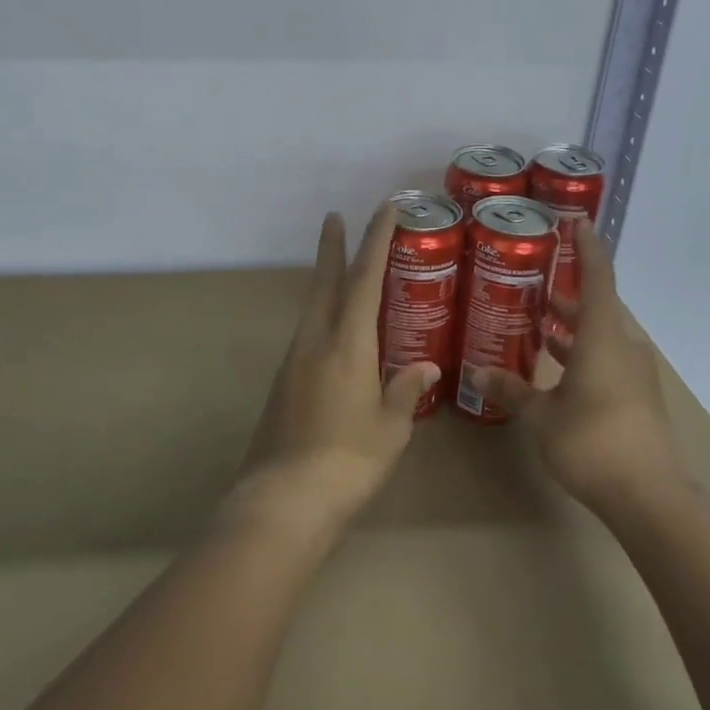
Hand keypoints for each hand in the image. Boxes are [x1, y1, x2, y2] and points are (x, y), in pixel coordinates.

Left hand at [230, 206, 439, 534]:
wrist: (283, 500)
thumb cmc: (348, 460)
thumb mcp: (390, 427)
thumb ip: (406, 390)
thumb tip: (426, 366)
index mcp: (347, 343)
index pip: (364, 279)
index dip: (376, 240)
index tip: (384, 209)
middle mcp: (315, 341)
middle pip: (325, 282)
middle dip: (332, 247)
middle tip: (334, 217)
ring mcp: (294, 362)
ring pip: (312, 307)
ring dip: (326, 281)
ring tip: (340, 269)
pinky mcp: (283, 384)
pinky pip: (307, 334)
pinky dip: (322, 316)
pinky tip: (333, 333)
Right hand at [479, 218, 684, 515]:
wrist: (649, 497)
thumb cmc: (591, 444)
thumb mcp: (541, 417)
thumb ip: (510, 390)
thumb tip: (476, 373)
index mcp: (603, 338)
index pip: (598, 277)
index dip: (587, 247)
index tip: (575, 221)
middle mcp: (624, 346)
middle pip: (598, 306)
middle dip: (568, 292)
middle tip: (534, 279)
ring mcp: (635, 373)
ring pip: (602, 335)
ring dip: (573, 326)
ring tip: (538, 320)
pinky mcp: (637, 396)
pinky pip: (607, 358)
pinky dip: (583, 352)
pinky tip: (556, 366)